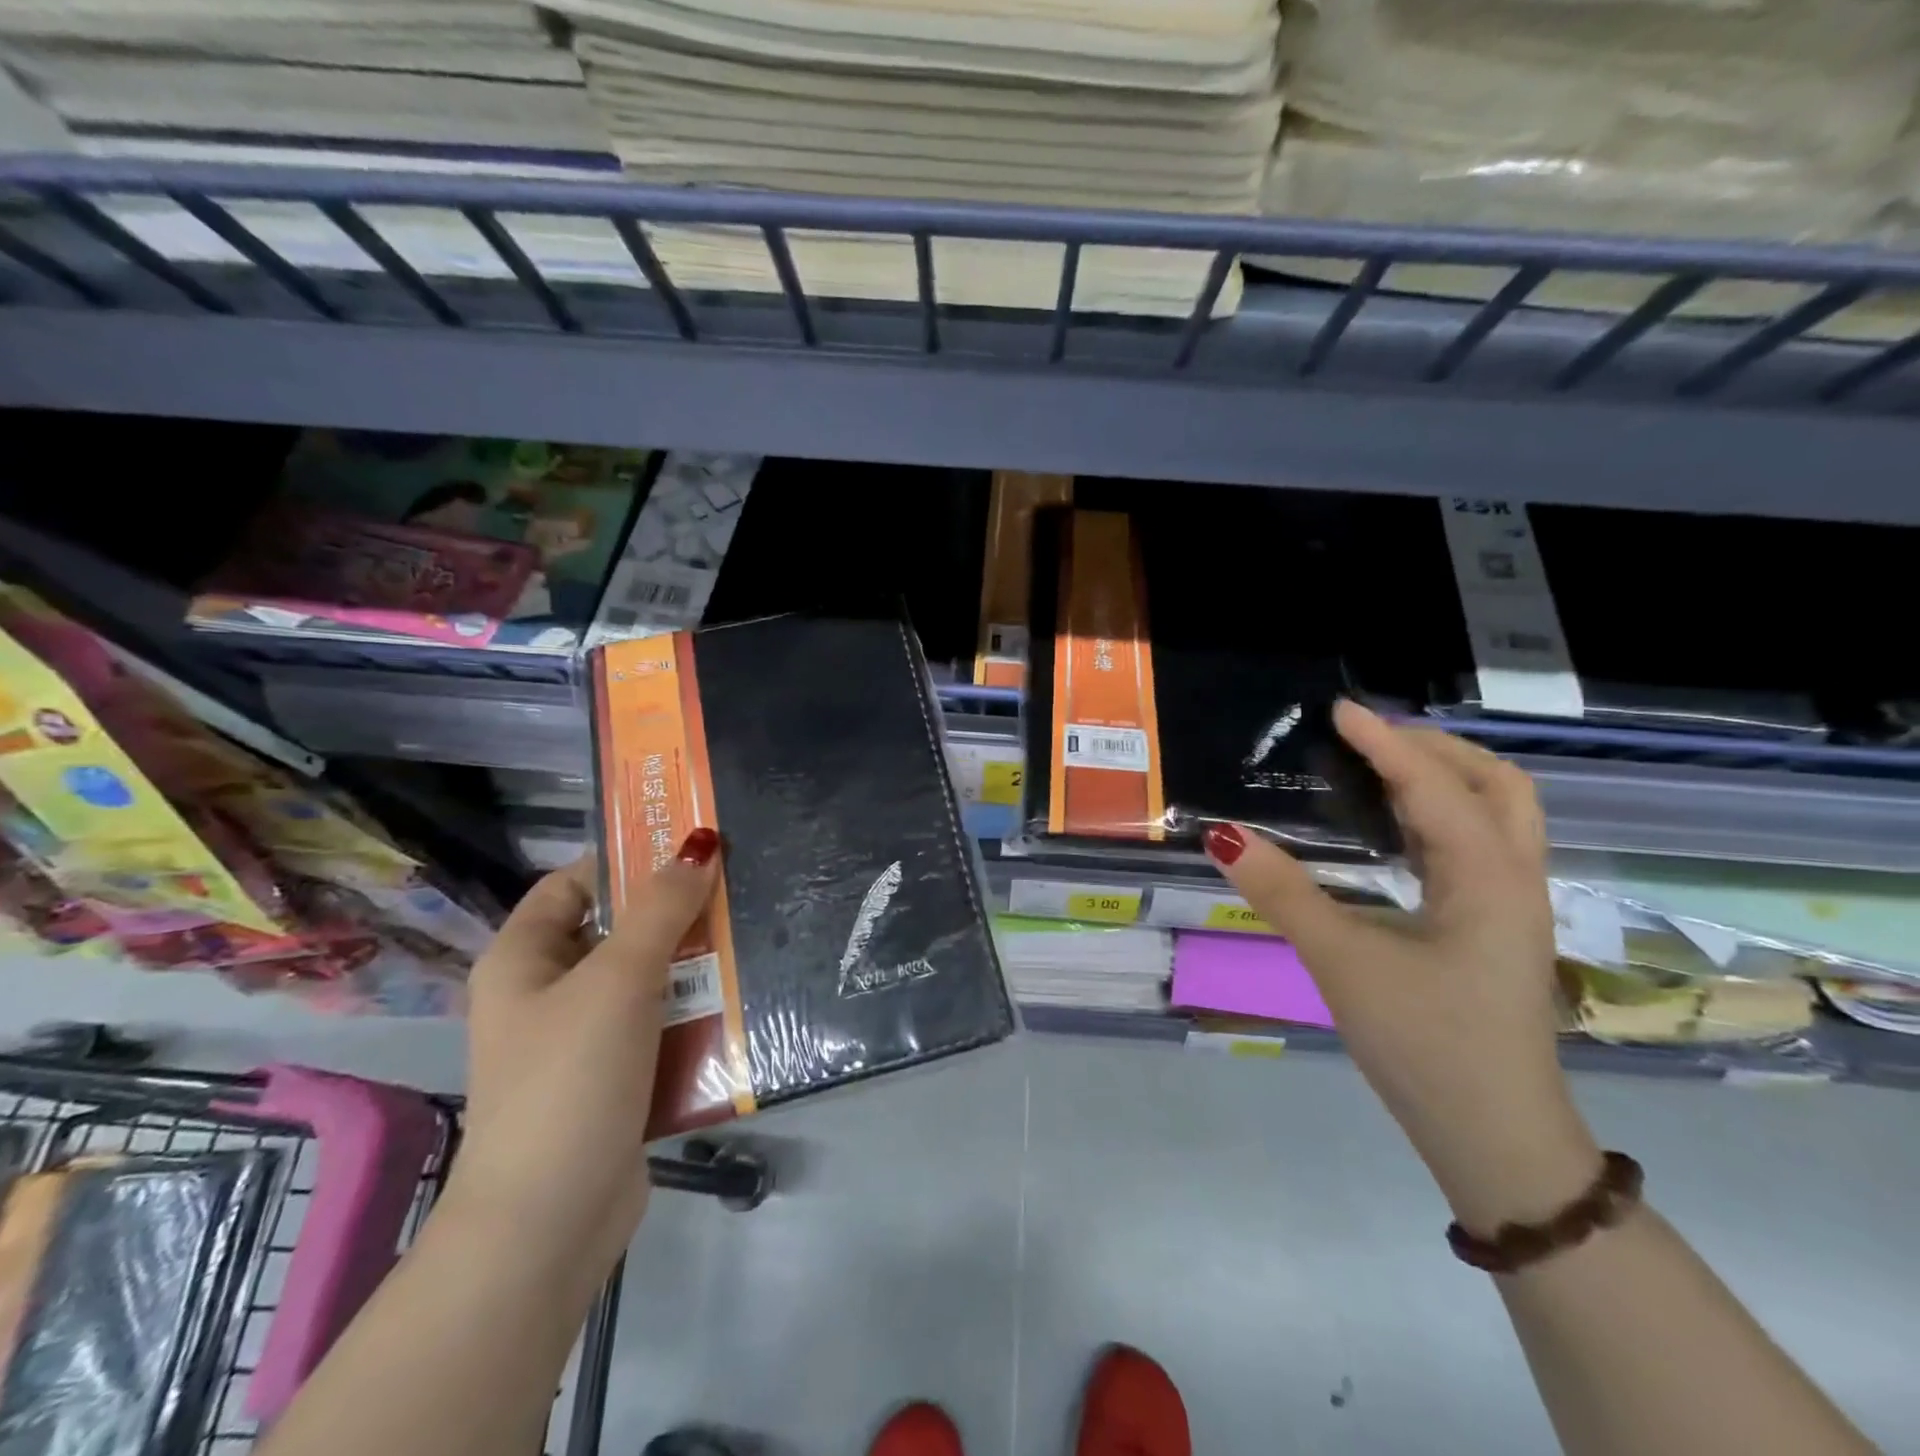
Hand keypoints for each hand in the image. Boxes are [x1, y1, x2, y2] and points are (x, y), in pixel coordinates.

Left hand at [447, 831, 719, 1278]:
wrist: (551, 1220)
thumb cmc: (571, 1078)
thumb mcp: (619, 978)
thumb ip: (661, 909)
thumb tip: (700, 846)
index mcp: (523, 959)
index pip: (573, 883)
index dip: (625, 859)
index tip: (690, 849)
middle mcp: (546, 993)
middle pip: (616, 929)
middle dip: (673, 912)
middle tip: (735, 890)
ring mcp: (581, 1038)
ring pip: (644, 978)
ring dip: (691, 962)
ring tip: (748, 937)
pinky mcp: (614, 1076)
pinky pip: (658, 1023)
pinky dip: (692, 1008)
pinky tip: (738, 997)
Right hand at [1204, 701, 1599, 1234]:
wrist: (1494, 1137)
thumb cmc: (1425, 1044)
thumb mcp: (1343, 962)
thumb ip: (1283, 893)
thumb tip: (1223, 835)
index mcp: (1488, 879)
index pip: (1435, 786)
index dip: (1385, 742)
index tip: (1338, 710)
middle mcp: (1513, 880)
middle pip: (1497, 785)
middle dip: (1434, 748)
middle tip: (1367, 736)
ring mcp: (1511, 905)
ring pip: (1496, 814)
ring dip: (1444, 776)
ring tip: (1378, 764)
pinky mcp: (1494, 927)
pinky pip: (1476, 845)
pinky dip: (1439, 814)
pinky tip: (1394, 827)